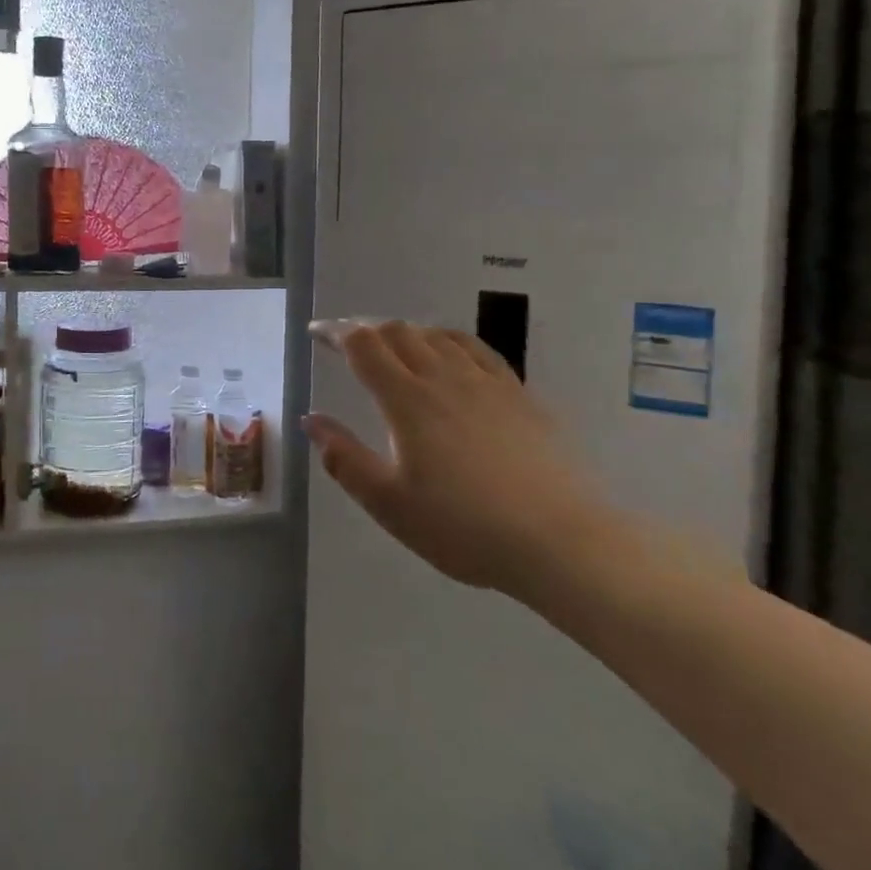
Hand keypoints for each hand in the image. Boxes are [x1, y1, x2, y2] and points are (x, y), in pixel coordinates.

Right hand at [304, 320, 606, 596]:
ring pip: (435, 335)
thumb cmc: (463, 527)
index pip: (363, 346)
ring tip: (391, 344)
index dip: (335, 333)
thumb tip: (310, 419)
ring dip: (404, 331)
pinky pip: (475, 348)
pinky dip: (447, 339)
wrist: (559, 540)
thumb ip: (344, 459)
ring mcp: (485, 381)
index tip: (317, 334)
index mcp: (407, 400)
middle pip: (397, 331)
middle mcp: (443, 377)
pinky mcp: (518, 393)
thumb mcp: (389, 504)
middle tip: (347, 341)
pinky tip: (448, 351)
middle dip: (365, 329)